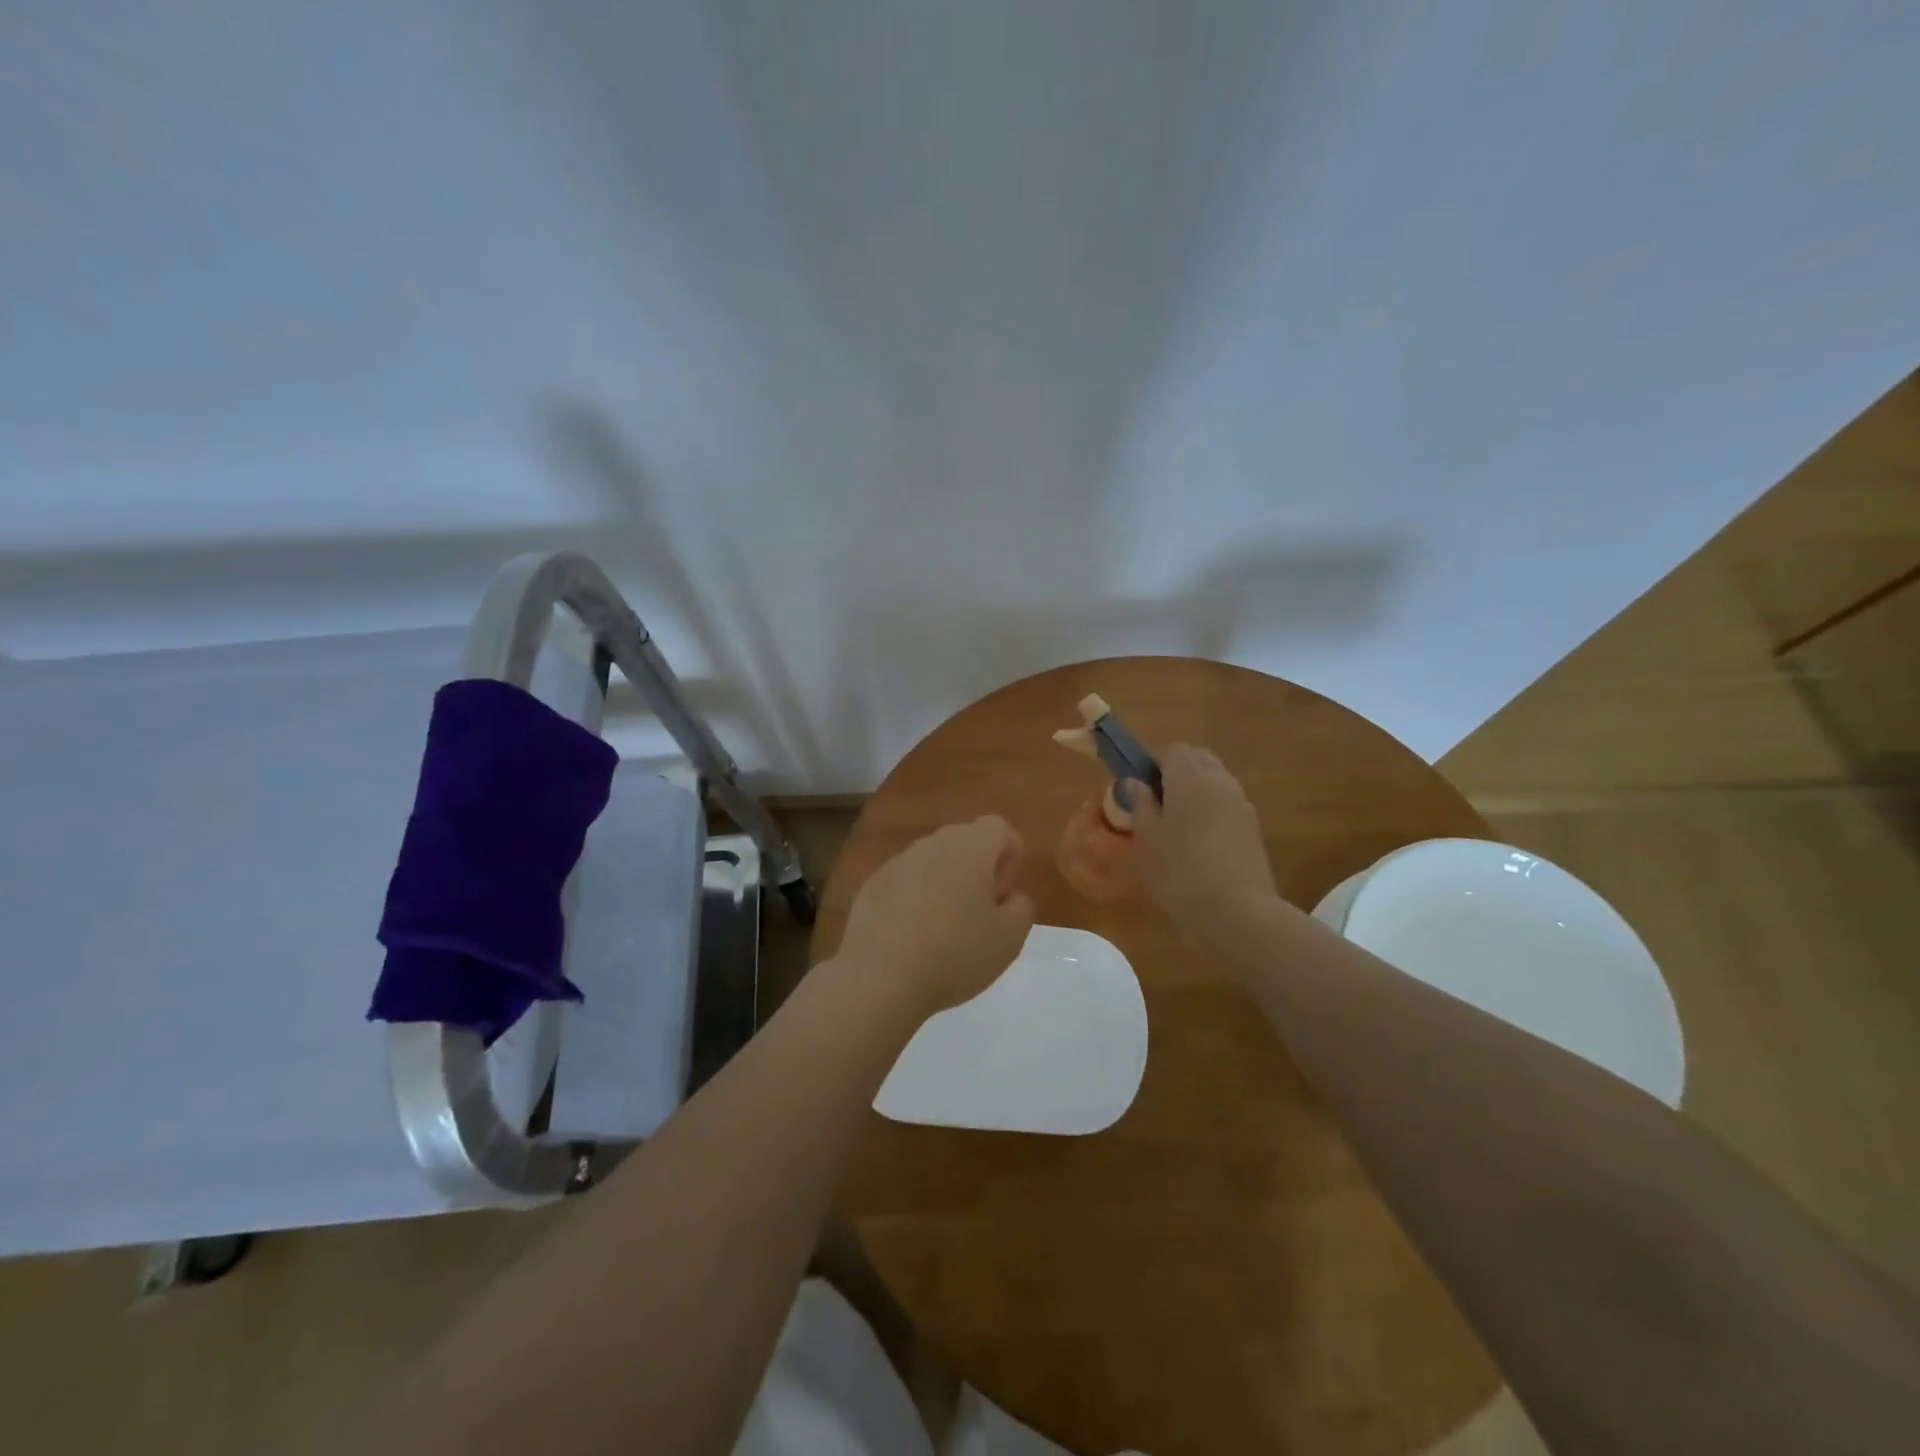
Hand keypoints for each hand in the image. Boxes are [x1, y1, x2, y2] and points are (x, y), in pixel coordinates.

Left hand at [834, 816, 1035, 1019]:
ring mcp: (896, 863)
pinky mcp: (871, 885)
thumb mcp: (1010, 938)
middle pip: (964, 841)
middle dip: (979, 869)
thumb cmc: (955, 954)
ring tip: (945, 930)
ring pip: (932, 862)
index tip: (1004, 895)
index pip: (999, 828)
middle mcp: (931, 844)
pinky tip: (912, 938)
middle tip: (981, 913)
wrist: (879, 979)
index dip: (1011, 857)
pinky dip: (915, 900)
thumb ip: (1021, 907)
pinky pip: (905, 883)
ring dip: (946, 884)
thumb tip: (1010, 896)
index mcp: (969, 847)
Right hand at [1126, 745, 1276, 930]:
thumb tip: (1135, 782)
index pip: (1172, 750)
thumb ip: (1141, 804)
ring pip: (1215, 780)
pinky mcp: (1254, 826)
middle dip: (1177, 772)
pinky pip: (1228, 803)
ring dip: (1196, 790)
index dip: (1153, 764)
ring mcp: (1241, 802)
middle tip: (1158, 804)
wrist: (1238, 910)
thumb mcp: (1147, 839)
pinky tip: (1202, 842)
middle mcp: (1219, 780)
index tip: (1141, 790)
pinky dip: (1213, 810)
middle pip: (1198, 759)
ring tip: (1179, 825)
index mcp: (1189, 777)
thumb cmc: (1180, 871)